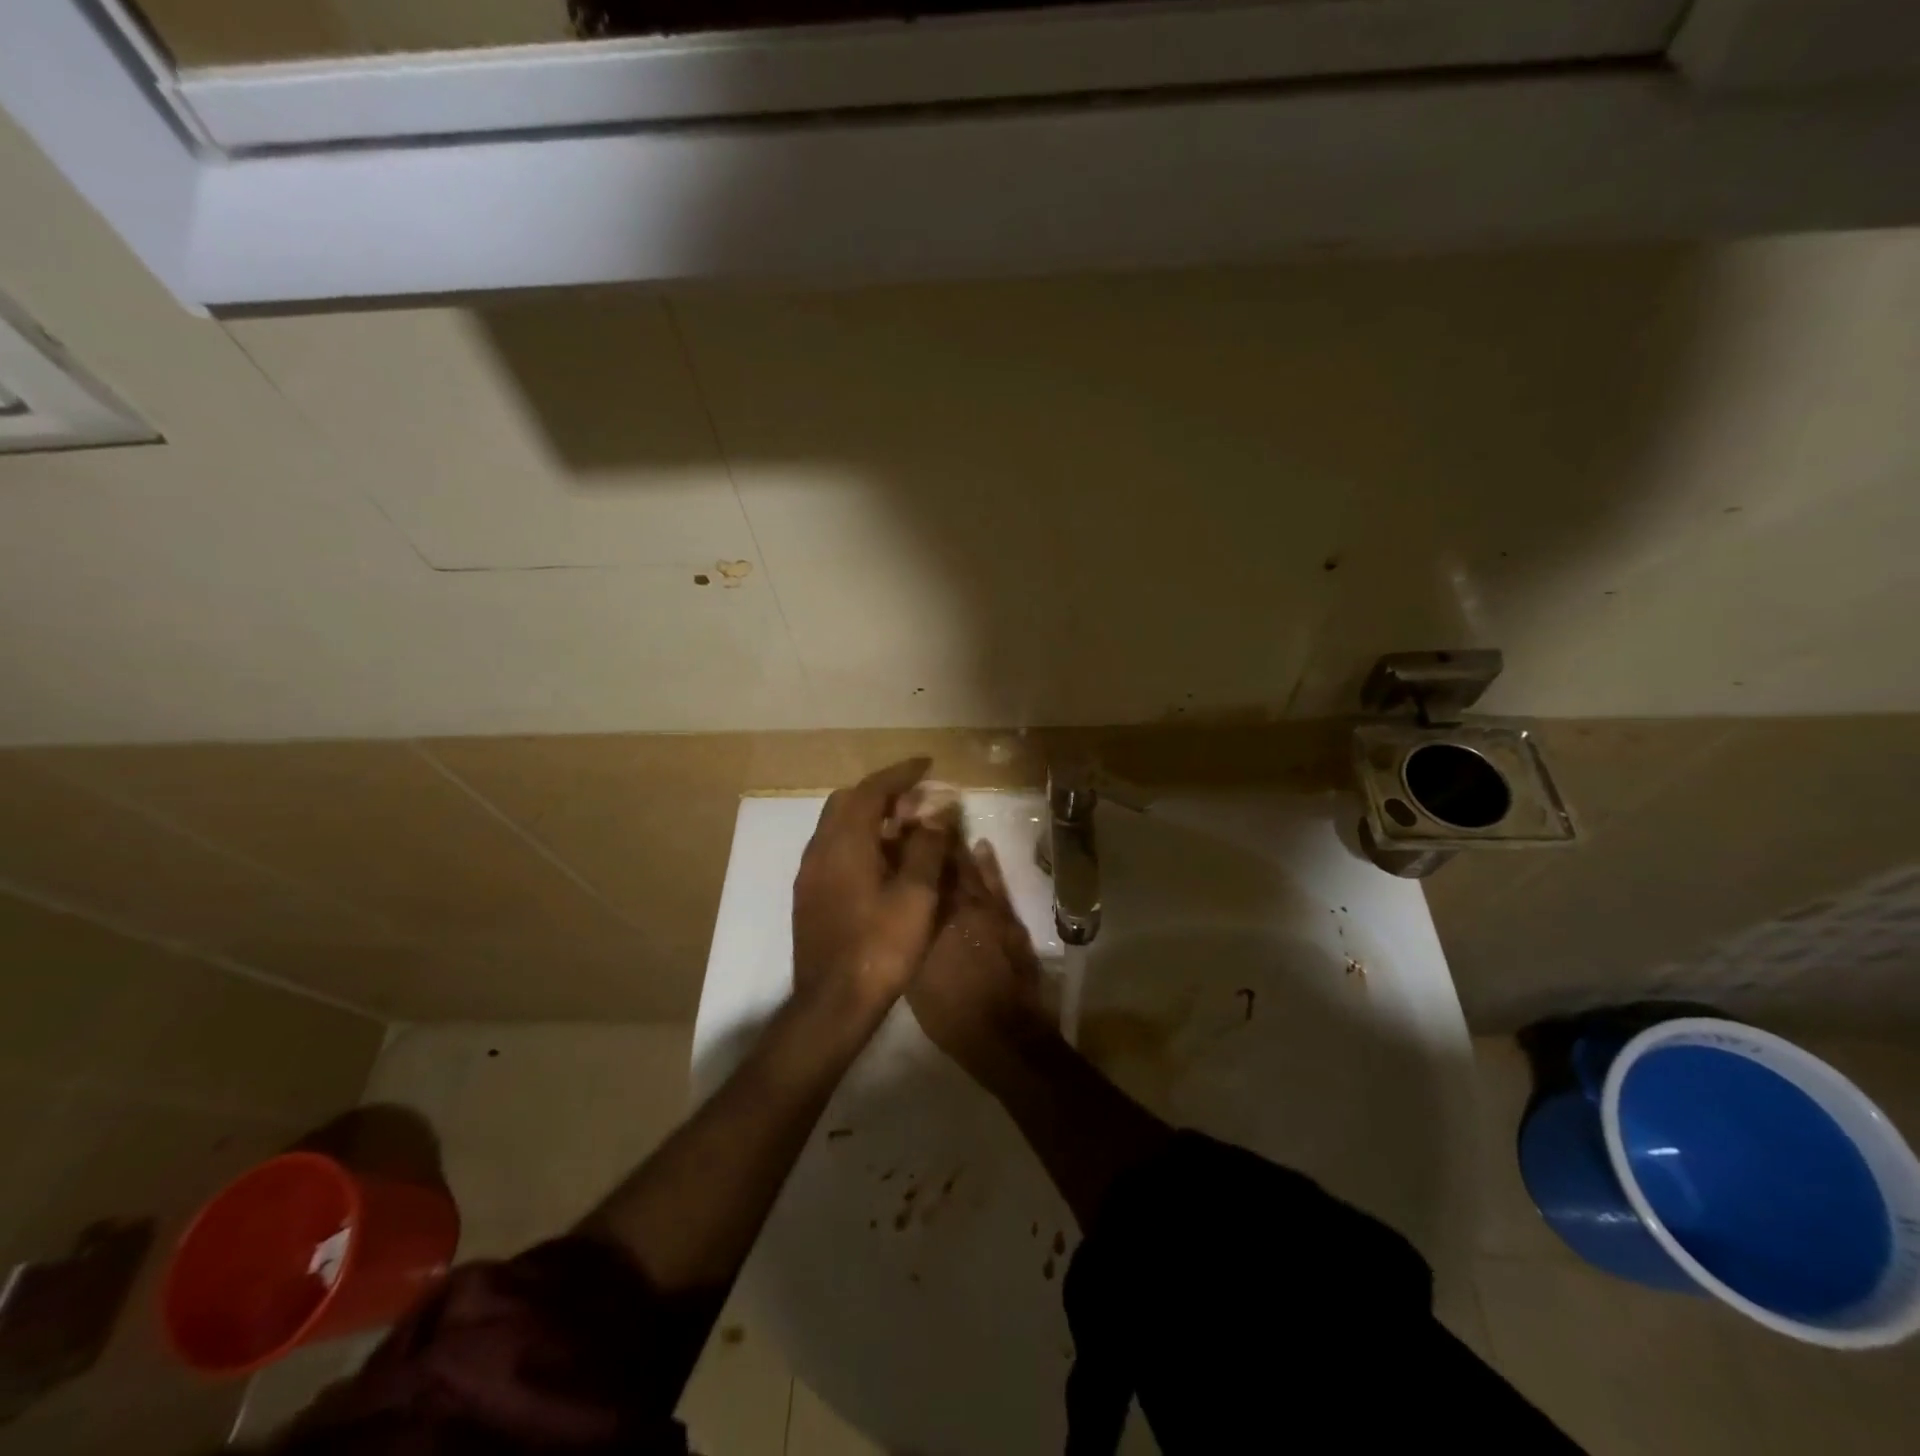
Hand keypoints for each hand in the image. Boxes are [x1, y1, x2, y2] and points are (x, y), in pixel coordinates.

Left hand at [791, 758, 955, 1018]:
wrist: (832, 1005)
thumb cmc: (881, 947)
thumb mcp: (916, 896)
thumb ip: (927, 847)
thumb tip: (937, 812)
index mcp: (844, 843)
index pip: (871, 790)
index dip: (901, 773)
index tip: (927, 764)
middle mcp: (819, 849)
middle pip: (848, 802)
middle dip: (883, 794)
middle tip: (917, 802)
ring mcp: (809, 874)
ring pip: (838, 827)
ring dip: (870, 819)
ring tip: (905, 831)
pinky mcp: (808, 896)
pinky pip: (834, 850)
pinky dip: (859, 842)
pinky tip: (883, 865)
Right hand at [908, 839, 1056, 1092]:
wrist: (1004, 1034)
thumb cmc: (951, 1014)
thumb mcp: (914, 977)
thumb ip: (908, 937)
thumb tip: (897, 909)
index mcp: (931, 920)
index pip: (916, 875)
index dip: (904, 852)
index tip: (894, 829)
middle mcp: (959, 906)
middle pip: (942, 865)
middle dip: (929, 840)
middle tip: (917, 816)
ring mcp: (988, 910)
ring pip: (969, 869)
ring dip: (956, 846)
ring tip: (943, 822)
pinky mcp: (1009, 919)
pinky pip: (997, 883)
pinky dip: (988, 864)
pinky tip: (982, 846)